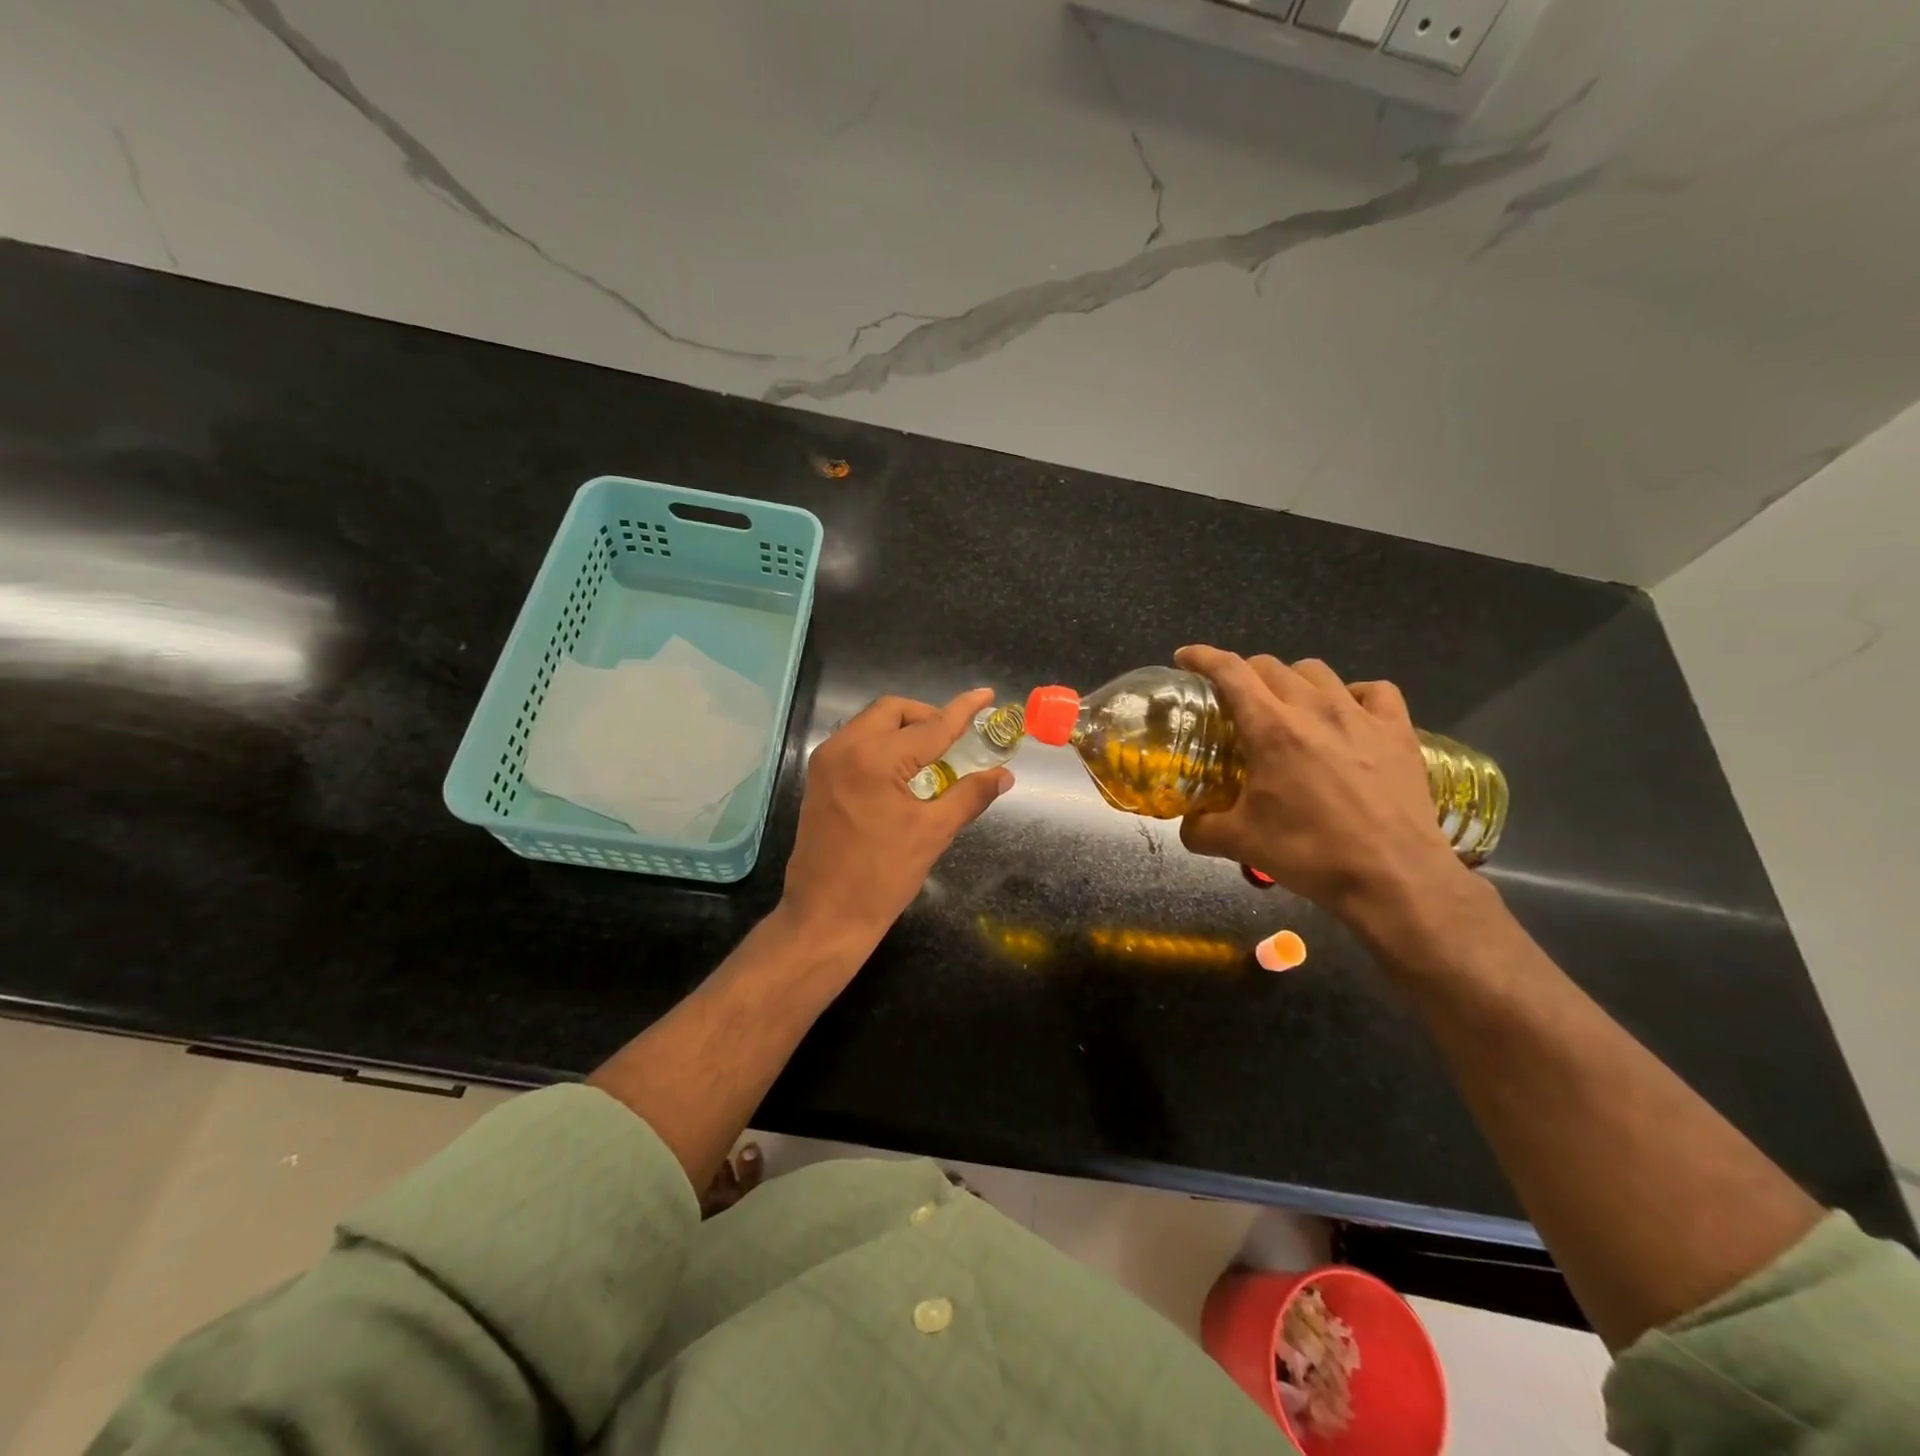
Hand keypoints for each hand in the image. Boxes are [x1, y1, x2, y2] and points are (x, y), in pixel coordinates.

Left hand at [782, 688, 1012, 958]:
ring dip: (905, 729)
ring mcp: (826, 762)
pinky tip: (904, 772)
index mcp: (874, 758)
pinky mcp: (819, 778)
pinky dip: (884, 744)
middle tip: (956, 738)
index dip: (962, 711)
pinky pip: (856, 743)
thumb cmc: (882, 877)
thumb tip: (1003, 775)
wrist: (824, 916)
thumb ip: (970, 795)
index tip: (986, 695)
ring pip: (872, 723)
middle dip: (928, 716)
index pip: (930, 726)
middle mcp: (844, 747)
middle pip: (893, 710)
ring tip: (934, 756)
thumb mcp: (933, 833)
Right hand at [1175, 645, 1468, 921]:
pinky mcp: (1398, 732)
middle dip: (1244, 673)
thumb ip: (1200, 829)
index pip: (1230, 672)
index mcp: (1271, 729)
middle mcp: (1314, 710)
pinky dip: (1354, 694)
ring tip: (1287, 705)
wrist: (1393, 878)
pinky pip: (1375, 691)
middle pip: (1271, 666)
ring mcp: (1361, 717)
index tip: (1185, 657)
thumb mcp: (1240, 843)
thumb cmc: (1310, 853)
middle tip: (1234, 699)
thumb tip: (1186, 825)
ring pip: (1318, 672)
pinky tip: (1348, 713)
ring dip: (1292, 680)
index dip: (1202, 657)